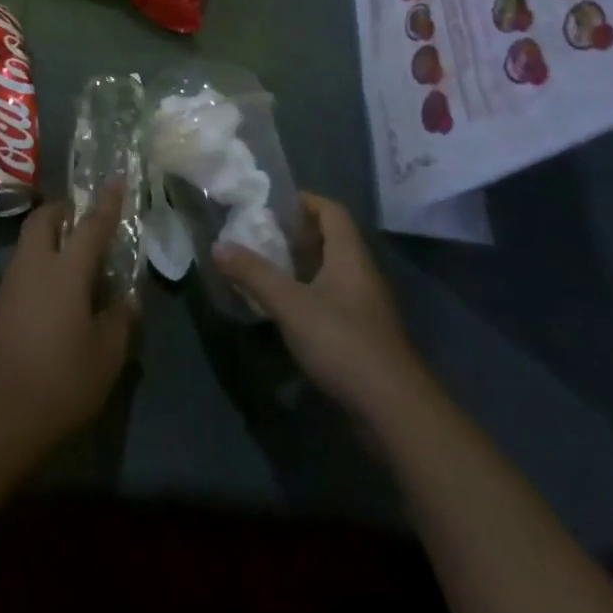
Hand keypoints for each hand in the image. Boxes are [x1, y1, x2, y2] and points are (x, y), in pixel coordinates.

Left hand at [0, 197, 133, 467]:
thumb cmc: (61, 380)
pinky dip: (40, 263)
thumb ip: (120, 321)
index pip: (91, 225)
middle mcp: (35, 265)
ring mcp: (11, 283)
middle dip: (64, 210)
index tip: (117, 179)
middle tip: (84, 219)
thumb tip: (127, 299)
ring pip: (30, 241)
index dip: (107, 201)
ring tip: (73, 256)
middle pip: (45, 219)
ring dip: (50, 236)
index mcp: (66, 270)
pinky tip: (55, 291)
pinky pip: (23, 267)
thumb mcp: (106, 356)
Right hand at [215, 193, 422, 423]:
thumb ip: (253, 274)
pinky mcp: (365, 337)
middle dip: (297, 234)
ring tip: (267, 269)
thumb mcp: (290, 305)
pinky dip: (310, 296)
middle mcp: (362, 274)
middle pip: (332, 239)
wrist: (395, 412)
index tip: (272, 204)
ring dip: (302, 267)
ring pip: (332, 272)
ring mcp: (367, 307)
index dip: (304, 201)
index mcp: (350, 255)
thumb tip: (217, 246)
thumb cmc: (343, 342)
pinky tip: (288, 311)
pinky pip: (335, 301)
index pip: (331, 210)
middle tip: (261, 235)